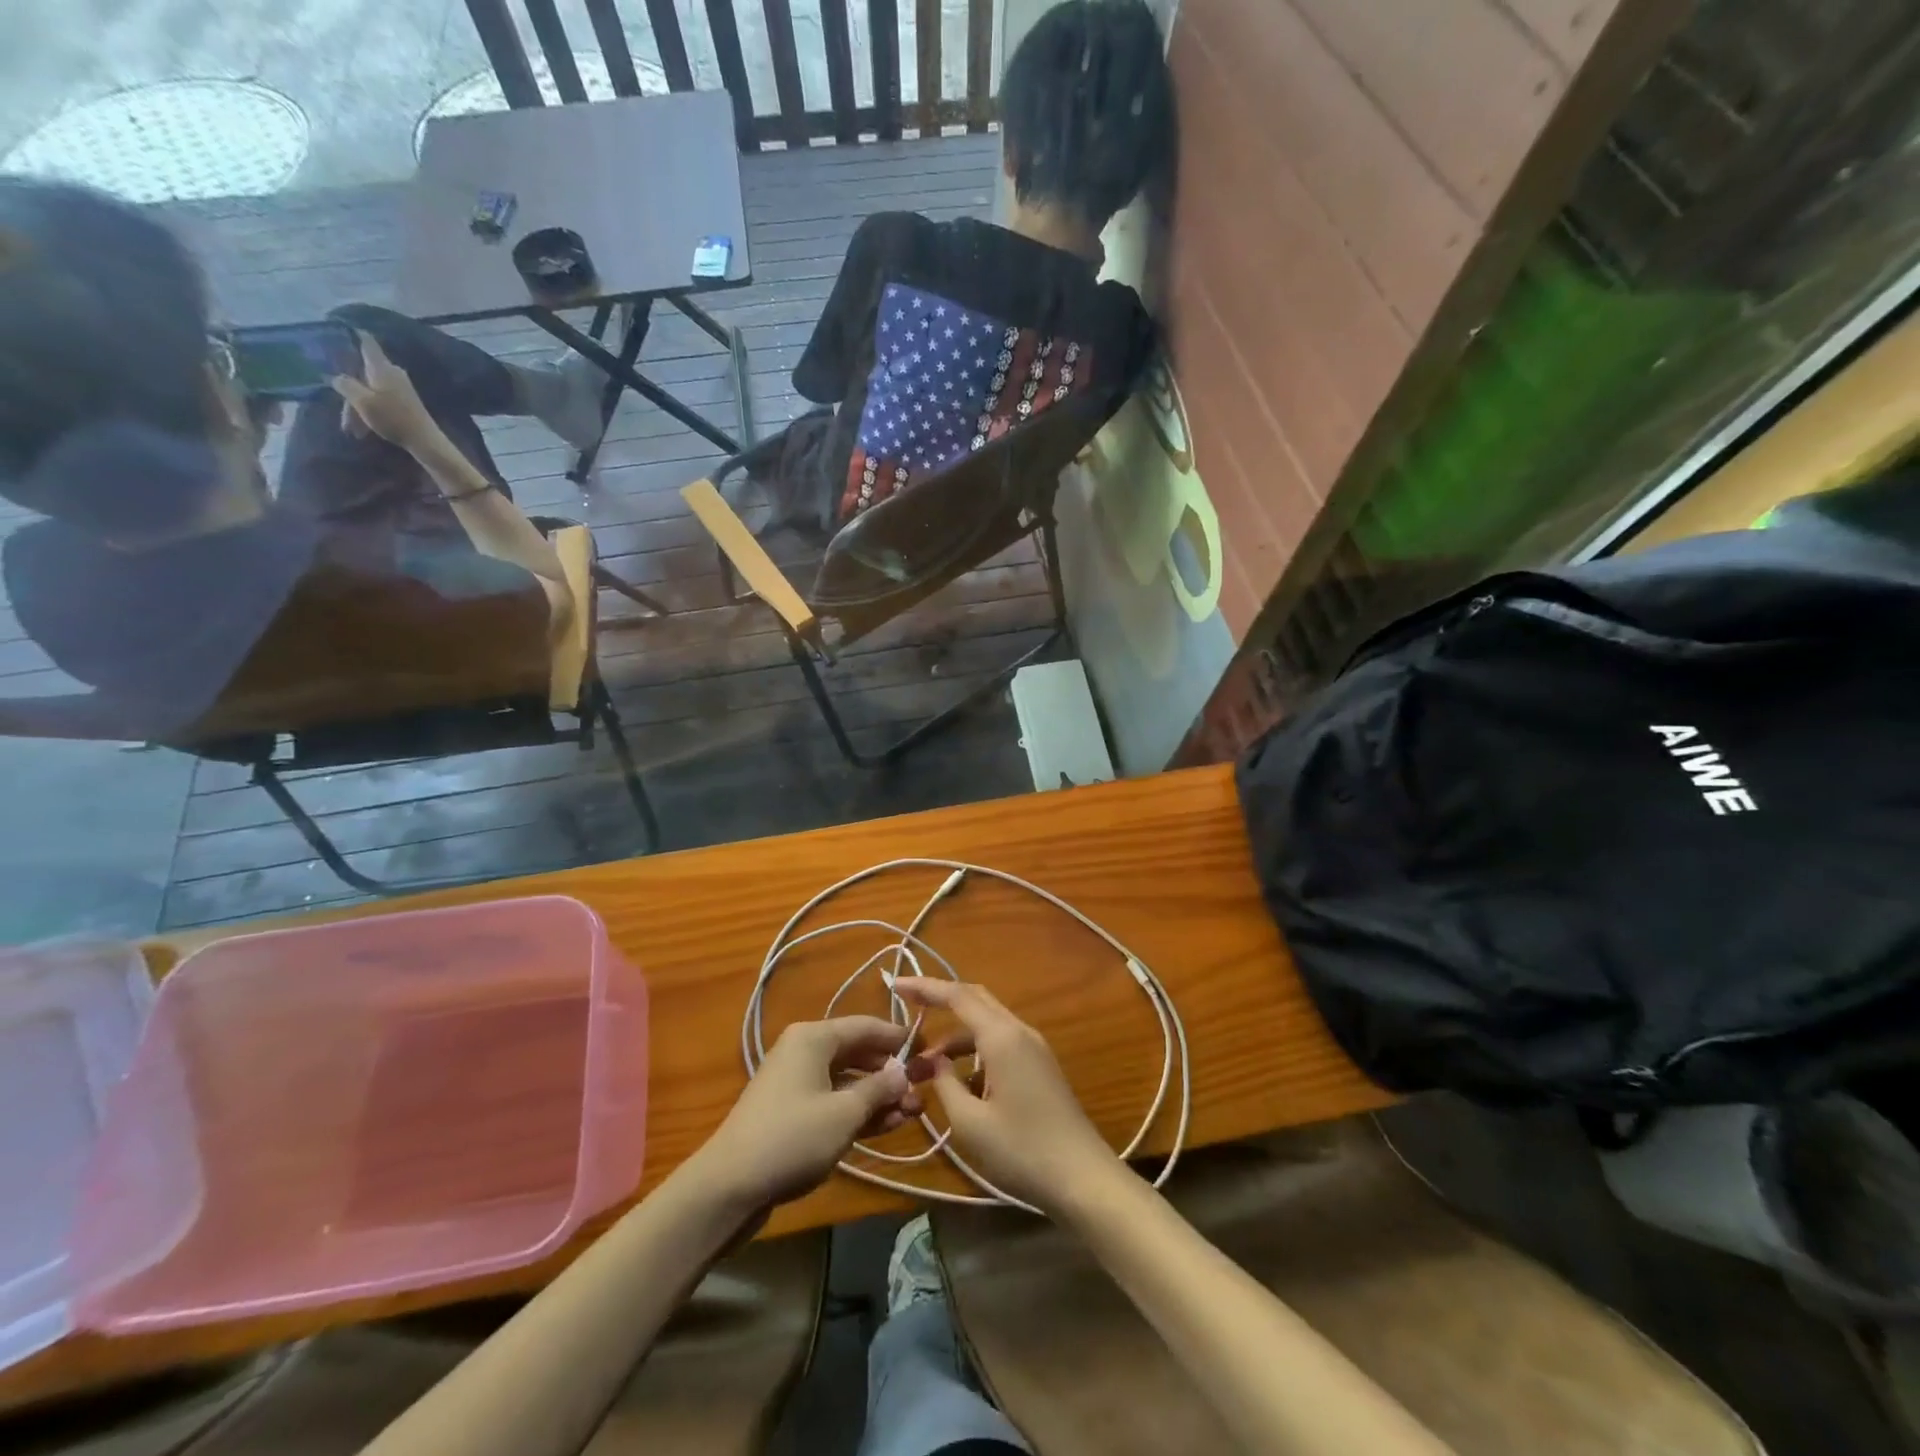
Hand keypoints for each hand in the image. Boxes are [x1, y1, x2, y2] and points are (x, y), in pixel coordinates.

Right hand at [332, 332, 439, 452]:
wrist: (426, 441)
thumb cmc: (393, 418)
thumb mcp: (362, 400)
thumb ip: (345, 384)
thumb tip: (337, 376)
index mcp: (381, 367)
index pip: (366, 341)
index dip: (353, 333)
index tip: (339, 328)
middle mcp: (392, 372)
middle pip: (362, 372)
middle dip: (349, 390)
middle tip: (342, 413)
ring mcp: (401, 387)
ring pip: (370, 389)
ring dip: (358, 407)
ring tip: (352, 429)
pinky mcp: (406, 401)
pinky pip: (380, 399)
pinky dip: (370, 411)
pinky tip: (363, 428)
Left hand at [686, 1017, 921, 1217]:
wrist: (729, 1186)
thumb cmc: (792, 1137)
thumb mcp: (844, 1112)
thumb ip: (879, 1089)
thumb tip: (903, 1073)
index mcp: (814, 1038)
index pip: (866, 1026)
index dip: (898, 1037)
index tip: (928, 1049)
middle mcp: (804, 1051)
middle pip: (857, 1053)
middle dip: (891, 1073)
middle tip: (923, 1090)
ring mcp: (796, 1082)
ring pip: (847, 1080)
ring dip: (878, 1095)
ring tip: (912, 1112)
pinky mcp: (792, 1111)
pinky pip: (833, 1101)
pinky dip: (858, 1110)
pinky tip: (886, 1125)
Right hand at [891, 978, 1119, 1215]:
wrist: (1083, 1178)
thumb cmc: (1022, 1150)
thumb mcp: (969, 1123)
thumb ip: (945, 1084)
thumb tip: (933, 1061)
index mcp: (1002, 1036)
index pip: (957, 995)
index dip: (925, 987)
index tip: (896, 984)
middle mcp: (1019, 1031)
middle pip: (975, 999)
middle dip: (940, 999)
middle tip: (906, 1005)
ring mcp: (1034, 1048)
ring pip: (987, 1023)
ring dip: (956, 1035)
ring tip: (925, 1065)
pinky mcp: (1040, 1066)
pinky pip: (1000, 1043)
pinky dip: (975, 1051)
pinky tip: (959, 1083)